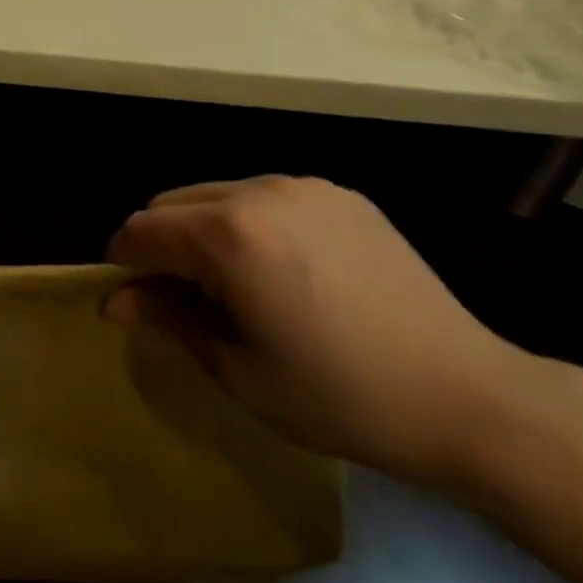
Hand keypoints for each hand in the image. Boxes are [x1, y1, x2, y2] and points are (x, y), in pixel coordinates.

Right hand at [105, 177, 537, 485]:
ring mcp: (302, 186)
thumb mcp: (240, 371)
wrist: (469, 396)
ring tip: (234, 286)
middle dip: (161, 244)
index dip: (123, 263)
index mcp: (227, 234)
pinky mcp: (338, 193)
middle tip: (182, 299)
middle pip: (172, 202)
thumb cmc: (341, 396)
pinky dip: (250, 223)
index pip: (141, 230)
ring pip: (217, 194)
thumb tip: (113, 301)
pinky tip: (284, 270)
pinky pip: (266, 196)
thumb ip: (169, 320)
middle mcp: (257, 191)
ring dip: (203, 230)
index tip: (130, 298)